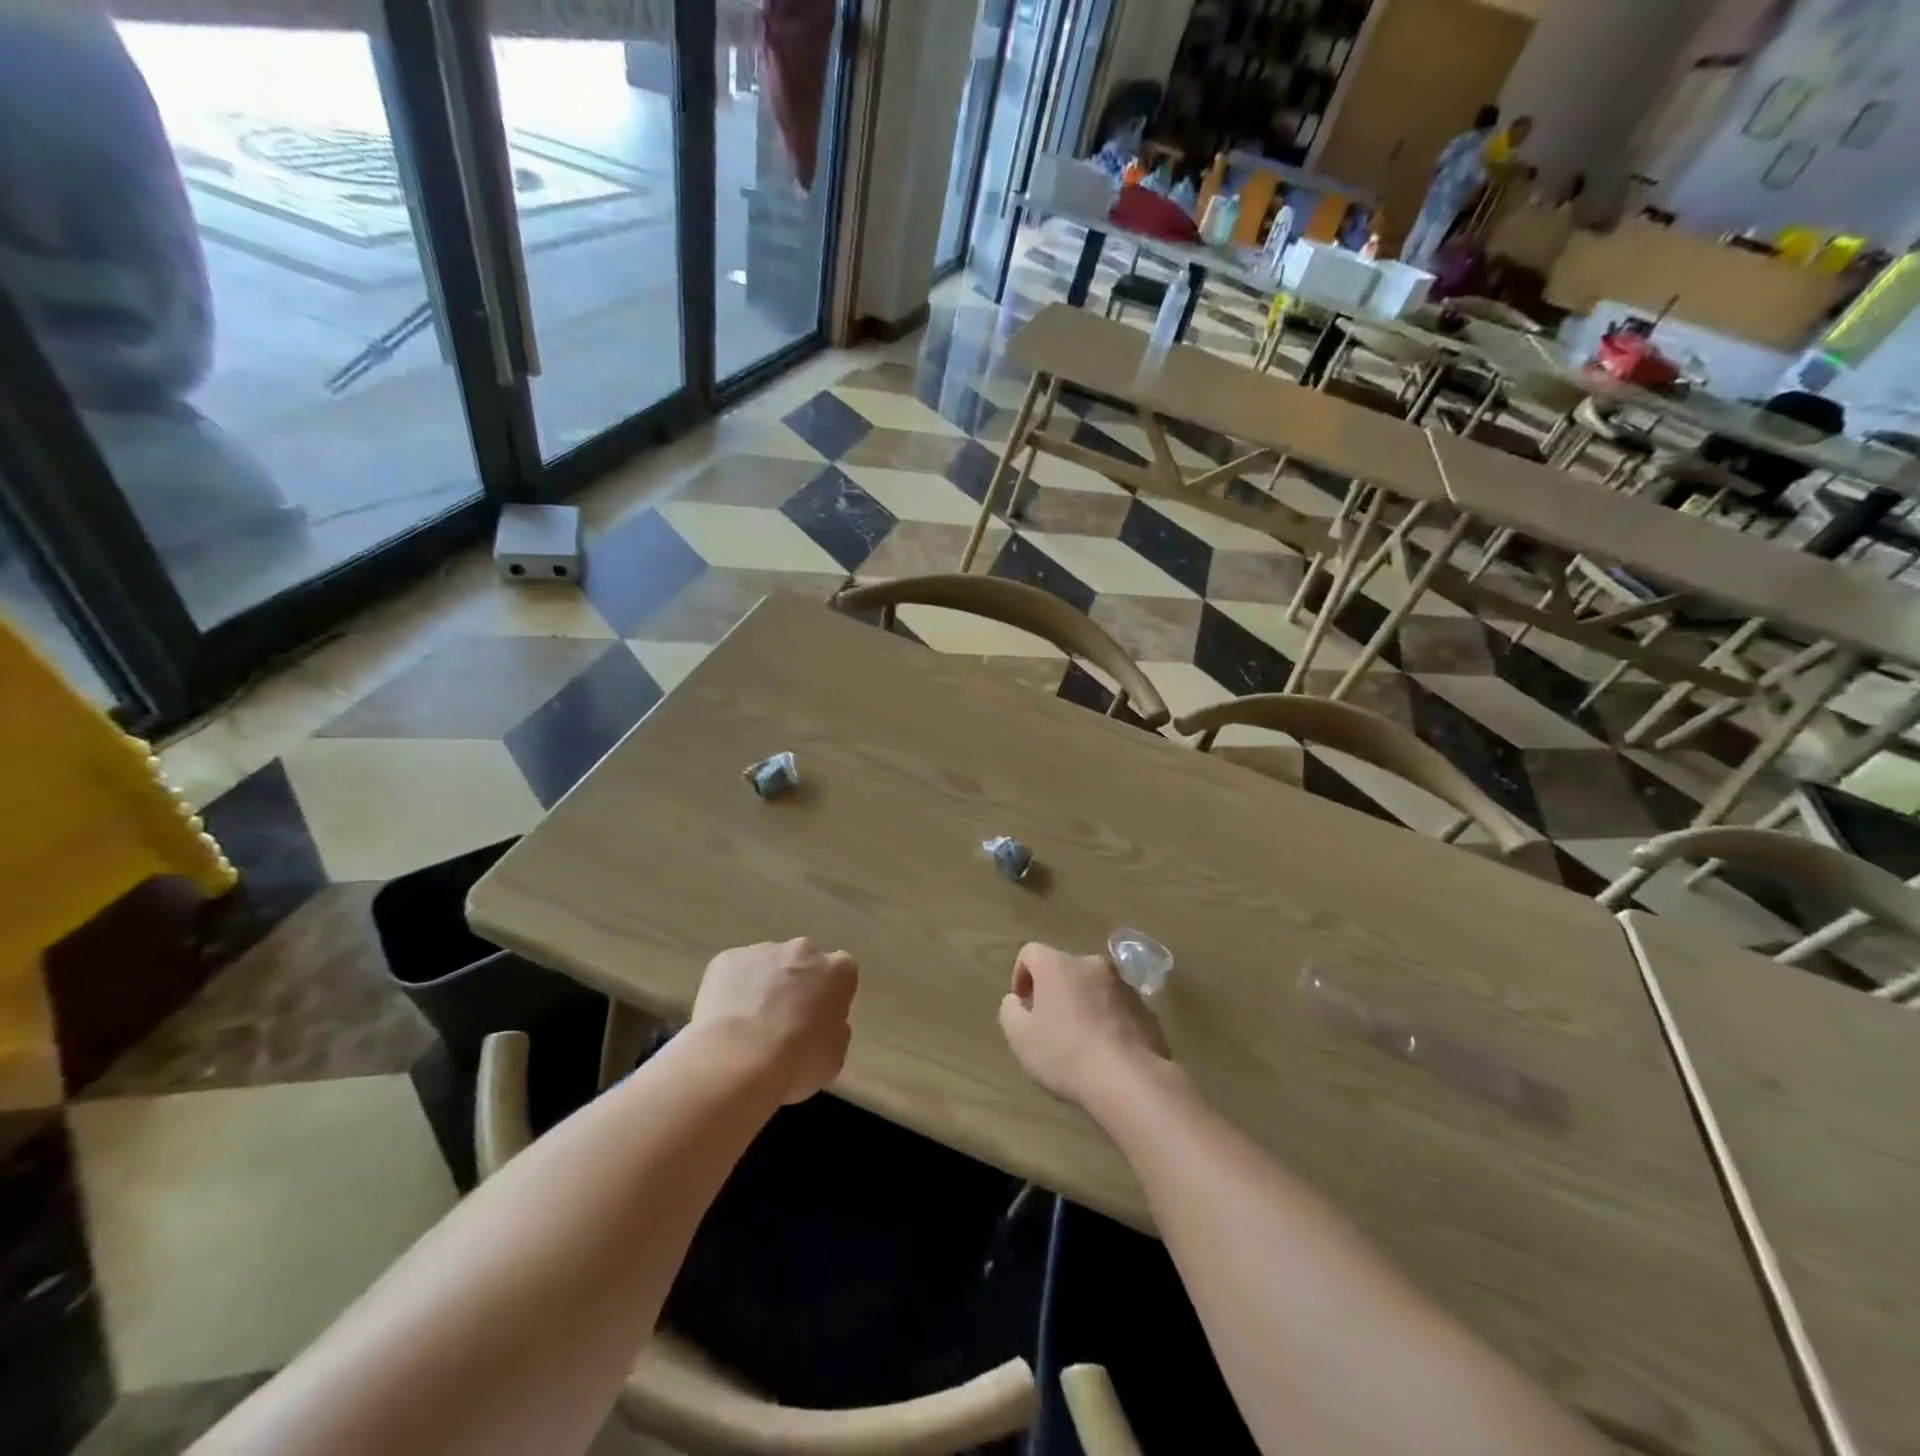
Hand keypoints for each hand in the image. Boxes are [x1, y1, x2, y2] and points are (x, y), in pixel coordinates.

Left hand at [692, 938, 857, 1103]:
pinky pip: (734, 973)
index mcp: (838, 971)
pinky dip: (732, 990)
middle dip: (797, 984)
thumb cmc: (797, 1063)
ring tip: (748, 1027)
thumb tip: (822, 1022)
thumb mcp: (834, 1056)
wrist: (736, 1063)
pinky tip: (725, 1022)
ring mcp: (763, 951)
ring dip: (763, 986)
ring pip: (767, 965)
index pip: (841, 975)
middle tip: (784, 1021)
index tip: (818, 1020)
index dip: (829, 998)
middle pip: (804, 962)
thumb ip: (834, 1029)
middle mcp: (804, 950)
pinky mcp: (727, 959)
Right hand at [998, 943, 1169, 1107]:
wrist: (1129, 1079)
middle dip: (1054, 990)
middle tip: (1049, 1024)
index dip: (1021, 975)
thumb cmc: (1065, 1053)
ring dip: (1083, 1003)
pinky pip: (1116, 1006)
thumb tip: (1017, 1000)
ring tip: (1080, 1040)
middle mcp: (1091, 963)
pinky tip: (1105, 1050)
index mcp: (1057, 964)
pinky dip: (1107, 1019)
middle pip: (1064, 968)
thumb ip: (1010, 1011)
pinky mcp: (1145, 1007)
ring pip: (1093, 986)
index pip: (1030, 952)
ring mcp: (1122, 984)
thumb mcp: (1019, 1037)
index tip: (1023, 1005)